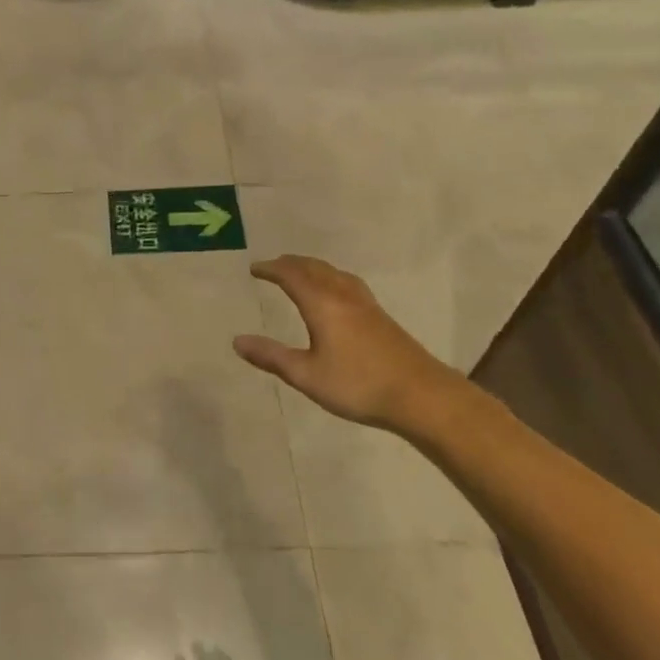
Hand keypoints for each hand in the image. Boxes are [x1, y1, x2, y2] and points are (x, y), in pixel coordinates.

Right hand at [233, 255, 467, 437]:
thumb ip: (271, 357)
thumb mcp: (307, 375)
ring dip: (312, 268)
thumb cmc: (358, 385)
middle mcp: (342, 295)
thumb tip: (237, 341)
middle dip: (290, 264)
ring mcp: (365, 304)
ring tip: (300, 273)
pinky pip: (347, 282)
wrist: (421, 395)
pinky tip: (336, 292)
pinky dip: (330, 277)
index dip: (270, 269)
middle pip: (313, 268)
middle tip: (273, 266)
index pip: (290, 275)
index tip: (254, 269)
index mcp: (321, 303)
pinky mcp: (380, 316)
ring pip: (333, 273)